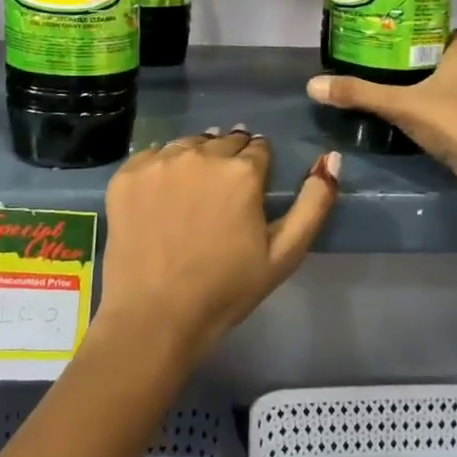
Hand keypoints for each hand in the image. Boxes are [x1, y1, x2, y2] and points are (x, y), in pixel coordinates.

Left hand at [95, 130, 339, 362]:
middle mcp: (201, 155)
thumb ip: (314, 203)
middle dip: (229, 160)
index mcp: (242, 171)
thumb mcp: (285, 254)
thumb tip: (330, 157)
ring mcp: (159, 162)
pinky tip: (162, 198)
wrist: (155, 317)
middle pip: (224, 140)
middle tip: (222, 195)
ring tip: (192, 194)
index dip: (258, 168)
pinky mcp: (126, 175)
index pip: (259, 148)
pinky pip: (151, 156)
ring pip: (188, 144)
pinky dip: (161, 169)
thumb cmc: (226, 289)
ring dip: (196, 159)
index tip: (250, 192)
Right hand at [307, 27, 456, 205]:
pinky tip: (437, 127)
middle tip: (401, 73)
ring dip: (448, 91)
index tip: (409, 47)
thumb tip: (313, 85)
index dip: (435, 35)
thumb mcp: (400, 106)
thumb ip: (359, 94)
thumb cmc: (454, 123)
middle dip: (435, 64)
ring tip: (414, 100)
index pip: (456, 30)